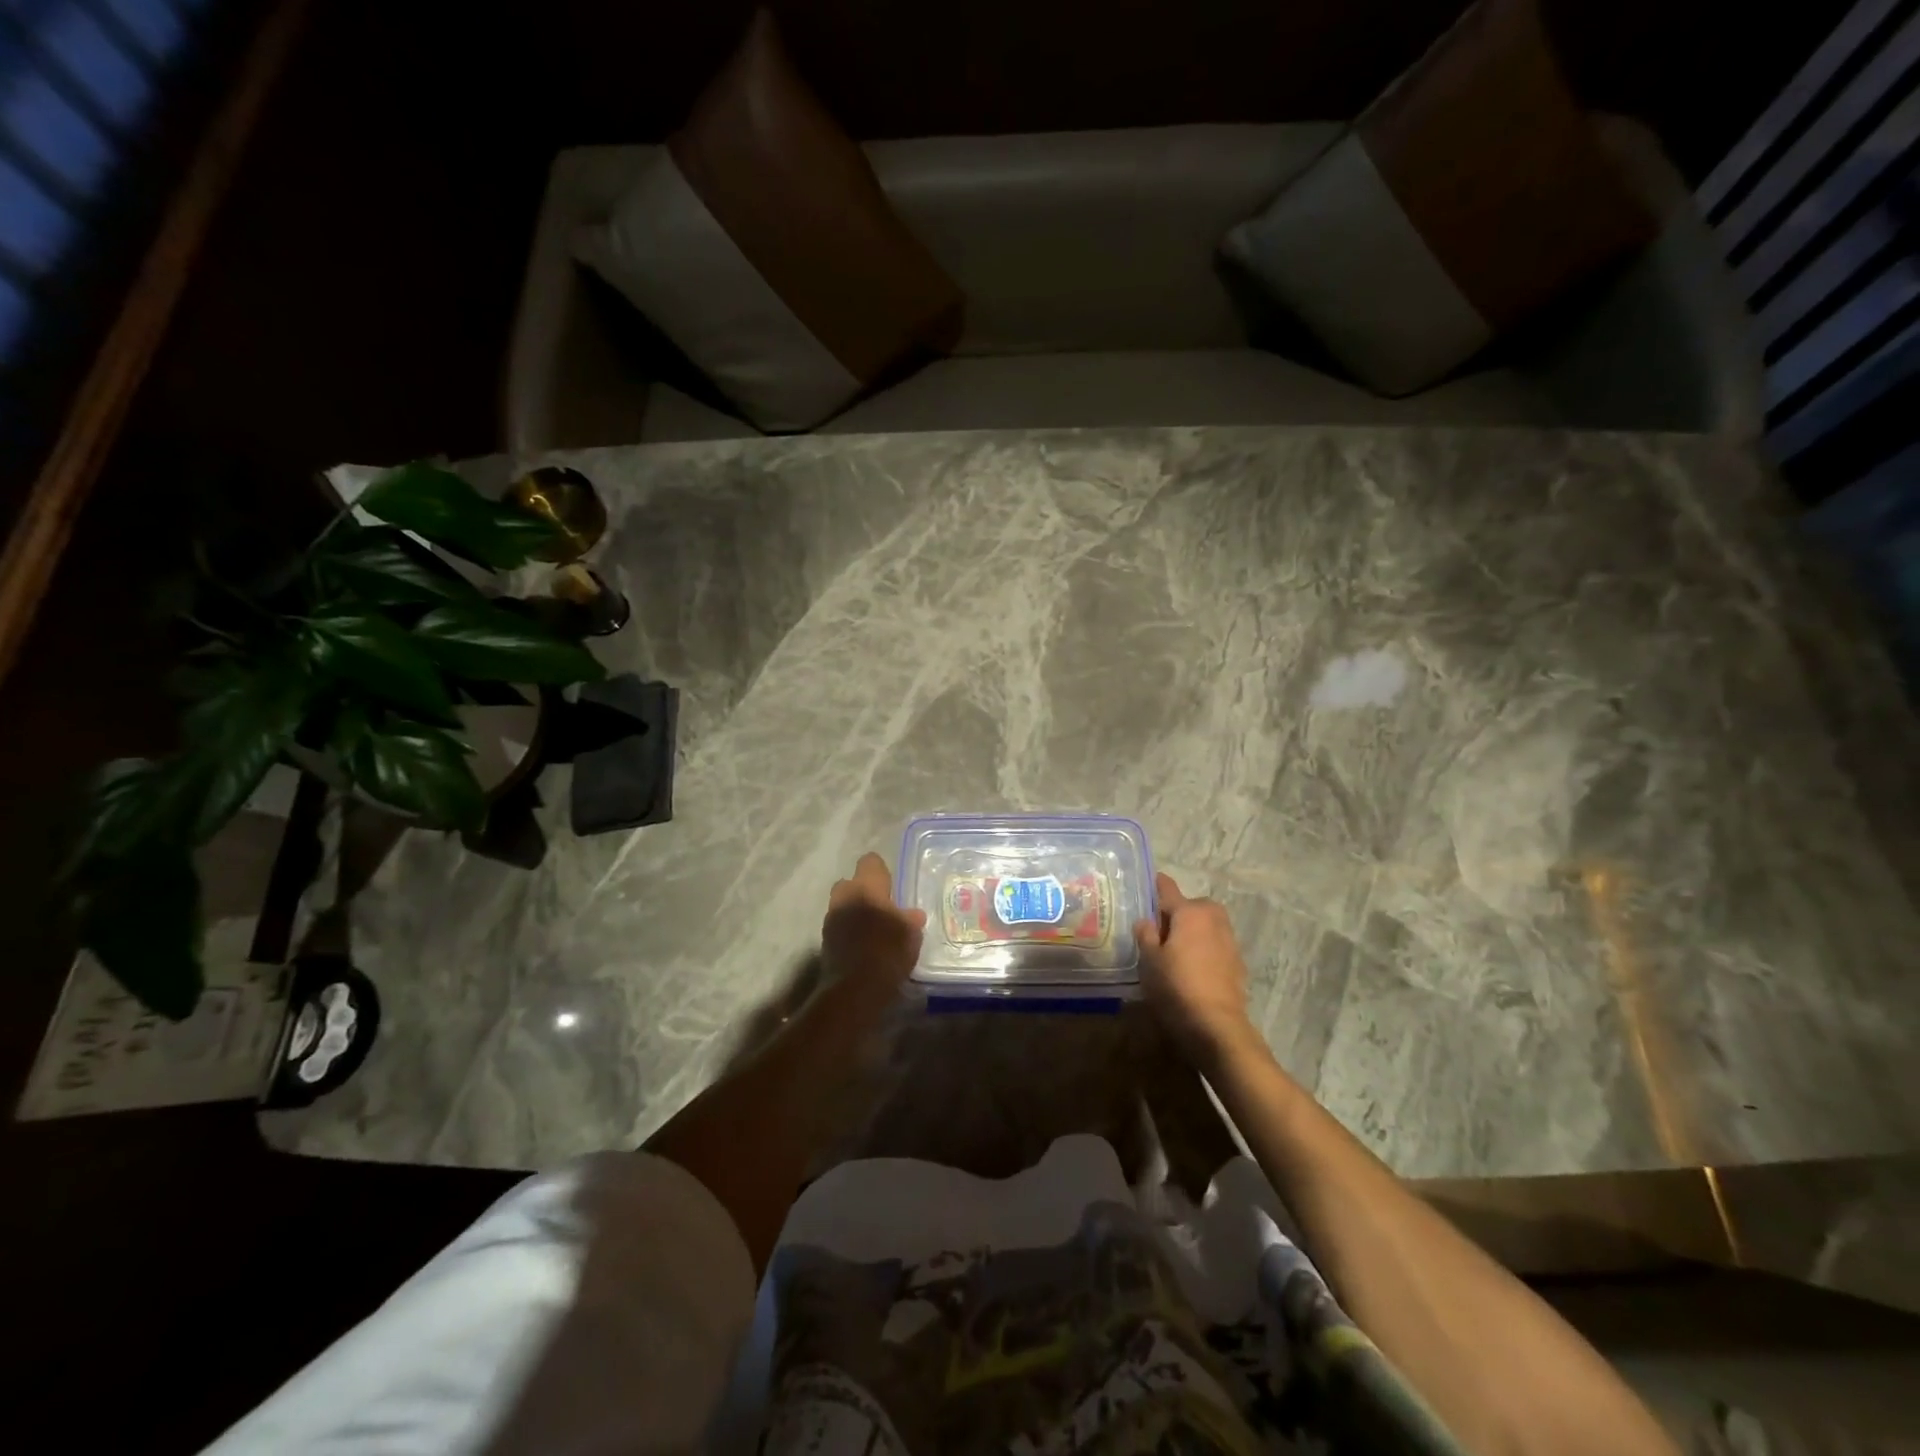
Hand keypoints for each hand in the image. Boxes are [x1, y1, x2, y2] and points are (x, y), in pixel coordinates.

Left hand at [821, 852, 925, 997]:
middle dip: (864, 891)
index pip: (870, 861)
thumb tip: (913, 914)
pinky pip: (839, 924)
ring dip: (855, 911)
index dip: (881, 870)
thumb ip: (910, 919)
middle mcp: (845, 896)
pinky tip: (864, 945)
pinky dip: (849, 930)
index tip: (892, 885)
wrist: (854, 990)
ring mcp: (831, 918)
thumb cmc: (887, 953)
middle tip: (882, 907)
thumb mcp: (910, 935)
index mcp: (866, 887)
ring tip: (874, 928)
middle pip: (851, 882)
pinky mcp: (825, 940)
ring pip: (843, 904)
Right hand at [1134, 872, 1257, 1066]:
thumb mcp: (1149, 960)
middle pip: (1190, 906)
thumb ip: (1145, 934)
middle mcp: (1213, 918)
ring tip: (1173, 950)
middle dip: (1175, 914)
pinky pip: (1214, 944)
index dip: (1154, 885)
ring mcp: (1229, 939)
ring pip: (1204, 925)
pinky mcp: (1237, 961)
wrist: (1217, 1026)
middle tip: (1156, 931)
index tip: (1143, 887)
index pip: (1167, 887)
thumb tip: (1146, 921)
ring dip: (1191, 931)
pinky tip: (1191, 968)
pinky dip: (1203, 949)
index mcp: (1190, 911)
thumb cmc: (1176, 986)